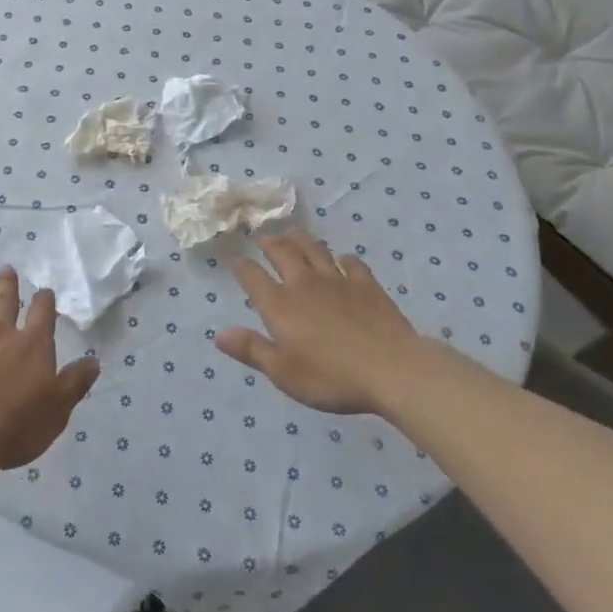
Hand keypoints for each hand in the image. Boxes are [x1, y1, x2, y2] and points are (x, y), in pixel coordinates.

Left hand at [0, 267, 100, 475]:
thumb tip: (94, 360)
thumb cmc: (16, 426)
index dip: (44, 300)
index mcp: (32, 346)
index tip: (44, 290)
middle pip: (4, 303)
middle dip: (7, 285)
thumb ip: (75, 383)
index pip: (42, 314)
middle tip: (5, 269)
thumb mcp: (58, 409)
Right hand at [215, 231, 427, 414]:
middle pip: (283, 253)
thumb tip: (220, 334)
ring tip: (293, 235)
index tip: (235, 261)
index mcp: (280, 305)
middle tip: (263, 238)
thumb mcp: (284, 373)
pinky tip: (342, 260)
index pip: (253, 277)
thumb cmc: (332, 377)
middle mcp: (304, 284)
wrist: (392, 370)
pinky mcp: (367, 285)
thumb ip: (252, 350)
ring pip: (314, 250)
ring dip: (300, 240)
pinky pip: (351, 263)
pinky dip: (342, 259)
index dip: (241, 267)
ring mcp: (338, 281)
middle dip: (269, 243)